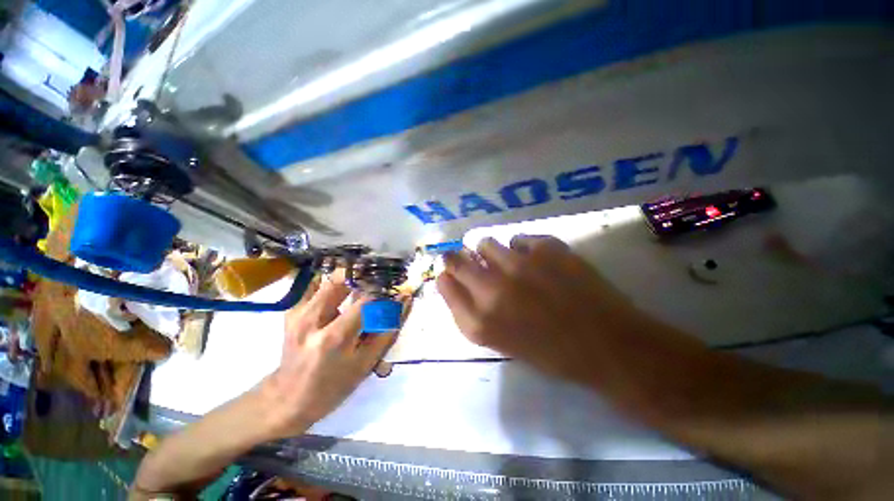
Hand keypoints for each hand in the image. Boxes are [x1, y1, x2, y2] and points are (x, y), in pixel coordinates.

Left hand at [260, 274, 395, 438]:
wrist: (288, 398)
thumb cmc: (333, 386)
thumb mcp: (367, 363)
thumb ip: (388, 329)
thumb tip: (405, 301)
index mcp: (334, 337)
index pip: (366, 300)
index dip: (384, 292)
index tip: (395, 290)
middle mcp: (312, 319)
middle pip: (342, 279)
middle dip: (365, 276)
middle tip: (379, 281)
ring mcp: (298, 312)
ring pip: (328, 278)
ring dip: (350, 278)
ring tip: (364, 285)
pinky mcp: (292, 310)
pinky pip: (314, 284)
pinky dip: (332, 282)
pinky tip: (342, 290)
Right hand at [437, 236, 659, 384]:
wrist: (607, 344)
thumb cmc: (550, 352)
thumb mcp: (500, 341)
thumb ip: (471, 311)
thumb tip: (452, 280)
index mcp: (480, 321)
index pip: (444, 284)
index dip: (446, 275)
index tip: (450, 273)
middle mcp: (492, 289)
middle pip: (455, 259)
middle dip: (456, 257)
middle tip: (469, 259)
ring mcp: (519, 264)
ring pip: (485, 243)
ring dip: (490, 252)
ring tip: (506, 261)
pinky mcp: (546, 248)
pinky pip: (518, 239)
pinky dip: (522, 248)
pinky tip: (536, 261)